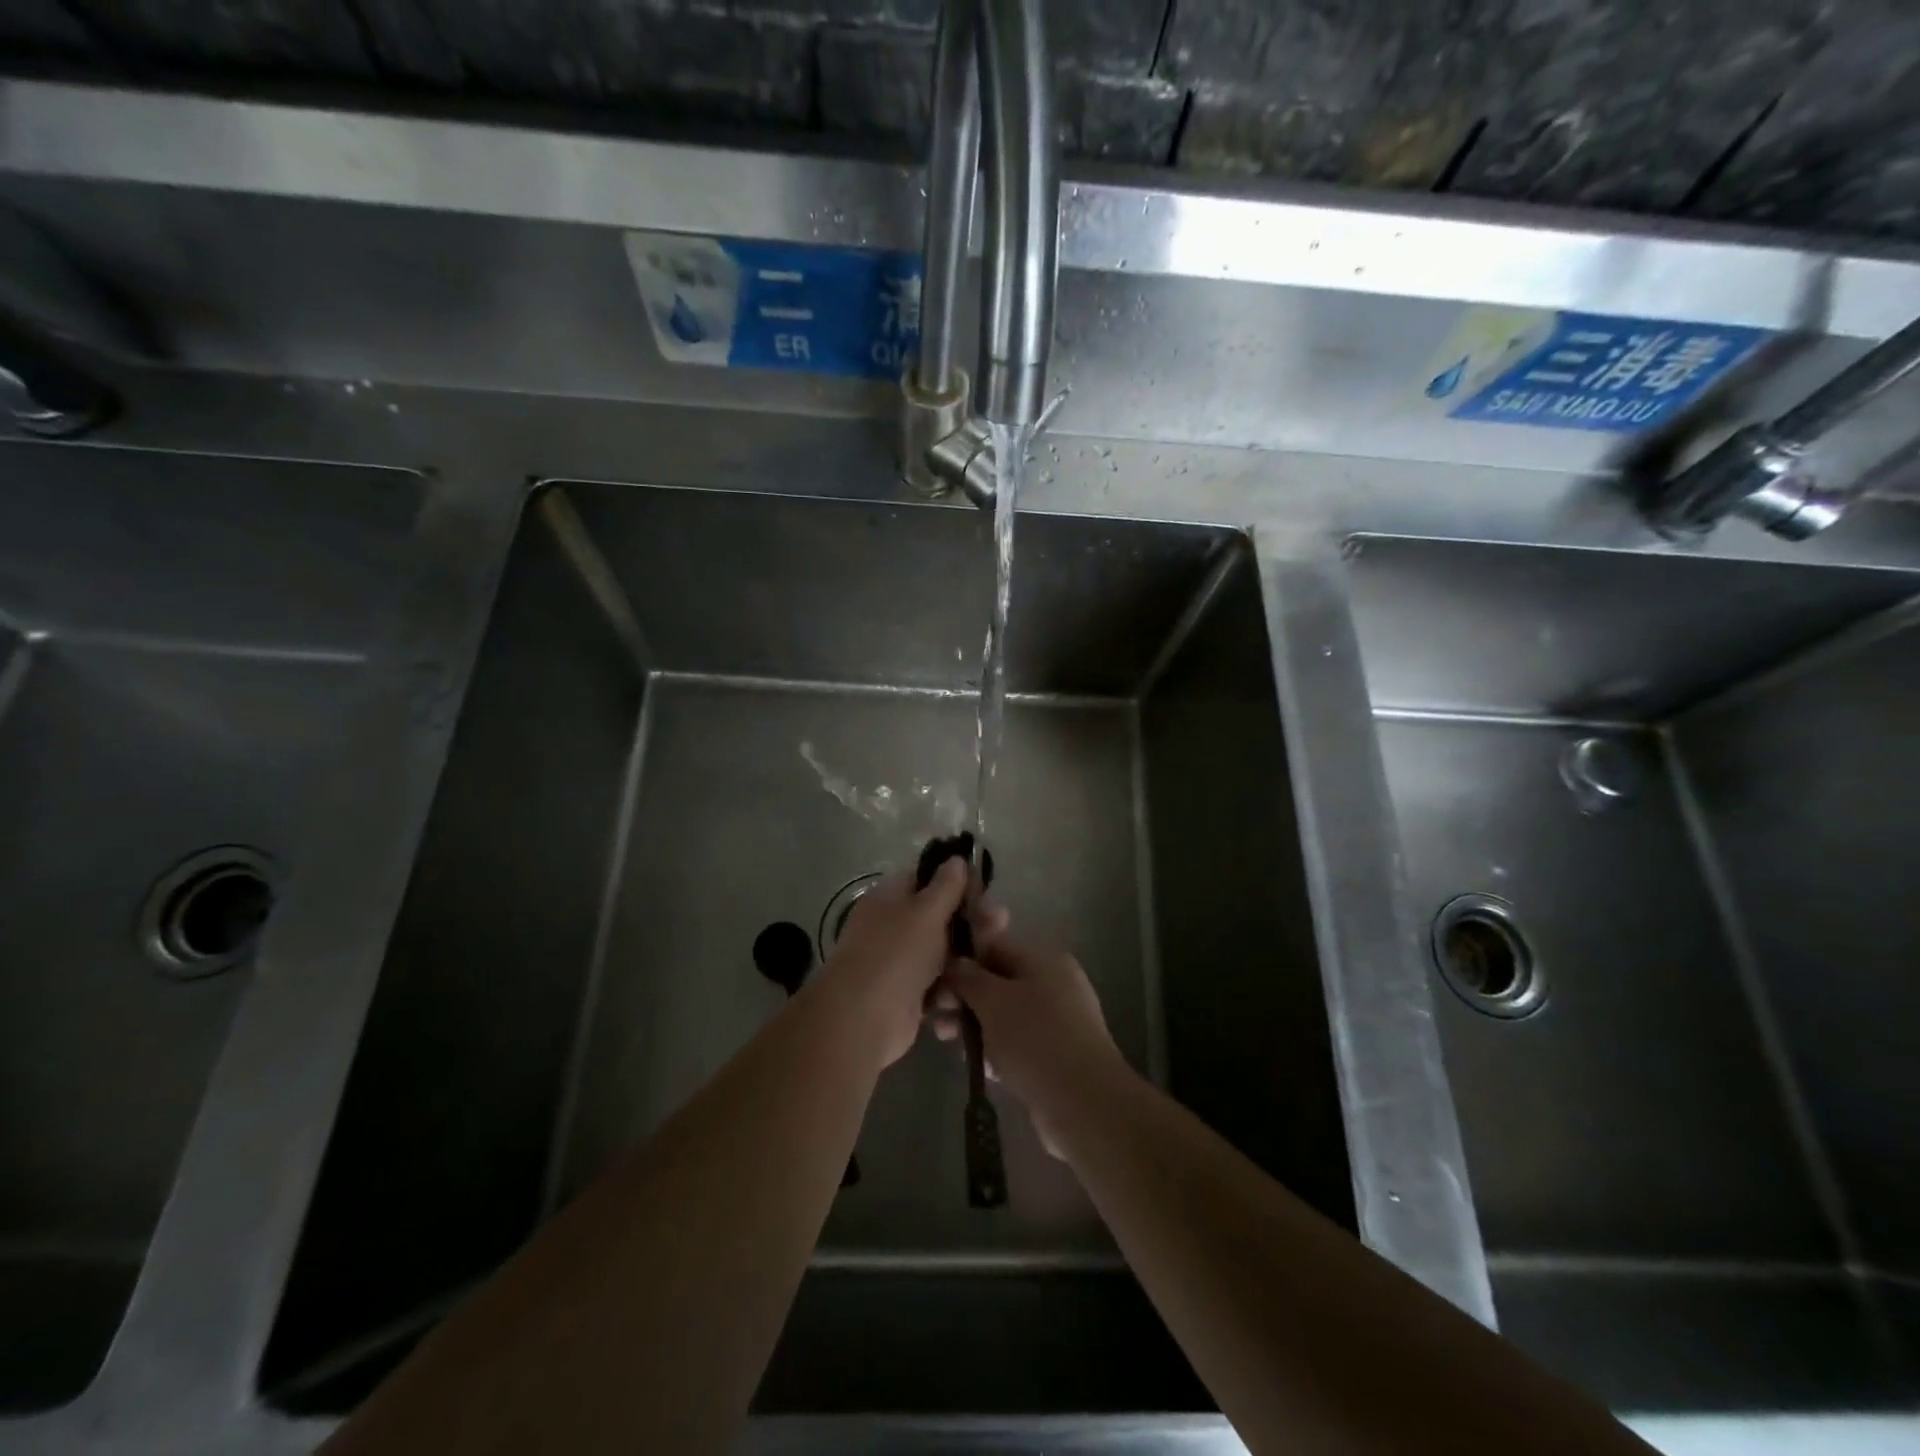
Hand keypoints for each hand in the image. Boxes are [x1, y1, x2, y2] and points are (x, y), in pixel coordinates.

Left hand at [813, 858, 971, 1069]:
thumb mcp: (926, 911)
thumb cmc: (896, 953)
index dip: (957, 882)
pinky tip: (966, 997)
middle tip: (1001, 925)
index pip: (927, 879)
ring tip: (989, 967)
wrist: (863, 1019)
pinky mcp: (908, 997)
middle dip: (971, 924)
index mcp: (891, 898)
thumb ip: (946, 886)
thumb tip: (956, 859)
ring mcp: (900, 963)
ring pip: (943, 955)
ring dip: (965, 962)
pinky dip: (951, 993)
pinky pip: (938, 987)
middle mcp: (893, 927)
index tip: (986, 891)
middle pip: (940, 918)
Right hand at [935, 931, 1122, 1160]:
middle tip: (938, 1020)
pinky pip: (1017, 1042)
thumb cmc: (1035, 1039)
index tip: (936, 983)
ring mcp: (1058, 1021)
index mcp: (1044, 960)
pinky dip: (995, 1049)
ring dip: (975, 1026)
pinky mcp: (1055, 1055)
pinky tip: (978, 1066)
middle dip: (965, 998)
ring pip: (1005, 1015)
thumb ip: (969, 977)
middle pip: (998, 982)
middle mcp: (1054, 984)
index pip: (995, 946)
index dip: (962, 961)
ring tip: (950, 1044)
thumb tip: (957, 963)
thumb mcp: (993, 1000)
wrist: (1084, 1104)